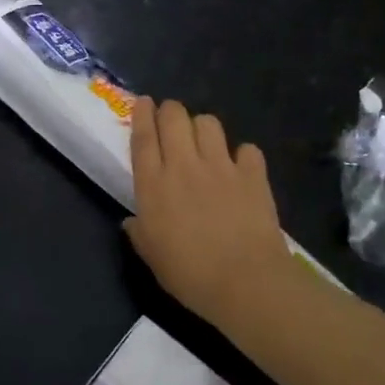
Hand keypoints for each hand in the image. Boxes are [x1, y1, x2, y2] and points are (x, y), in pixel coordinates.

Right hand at [123, 97, 294, 325]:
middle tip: (170, 120)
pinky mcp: (252, 174)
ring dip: (202, 127)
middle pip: (174, 117)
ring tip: (203, 141)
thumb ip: (139, 233)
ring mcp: (221, 166)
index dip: (142, 115)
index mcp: (153, 184)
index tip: (143, 102)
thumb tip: (131, 222)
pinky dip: (243, 155)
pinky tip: (241, 167)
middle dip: (170, 111)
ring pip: (208, 123)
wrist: (246, 282)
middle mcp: (184, 165)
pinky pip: (247, 149)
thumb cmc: (189, 274)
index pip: (143, 137)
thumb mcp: (151, 257)